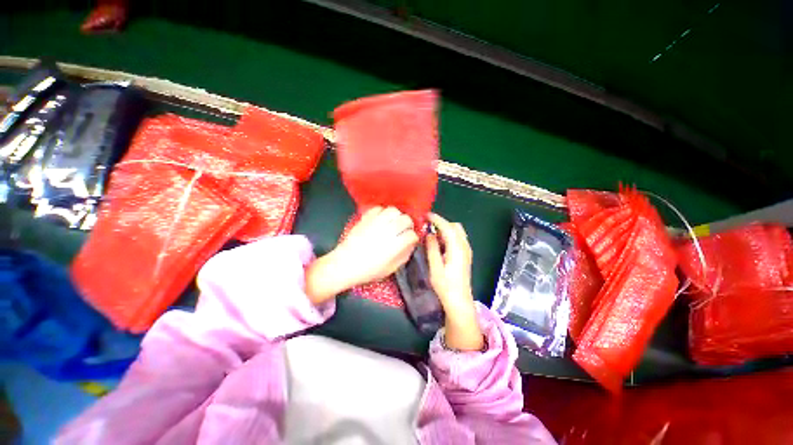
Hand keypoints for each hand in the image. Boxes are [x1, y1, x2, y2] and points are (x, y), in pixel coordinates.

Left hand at [305, 206, 418, 303]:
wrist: (345, 264)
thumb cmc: (369, 270)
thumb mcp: (391, 269)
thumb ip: (404, 255)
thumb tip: (411, 244)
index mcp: (395, 245)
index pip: (412, 235)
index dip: (413, 238)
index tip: (410, 241)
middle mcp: (387, 231)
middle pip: (406, 219)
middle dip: (408, 224)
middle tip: (404, 230)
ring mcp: (376, 223)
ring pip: (393, 210)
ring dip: (397, 216)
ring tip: (394, 222)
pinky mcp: (366, 218)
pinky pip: (378, 208)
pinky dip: (382, 212)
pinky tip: (381, 219)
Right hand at [426, 213, 483, 350]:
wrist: (459, 301)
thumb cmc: (445, 286)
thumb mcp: (435, 267)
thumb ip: (432, 248)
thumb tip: (429, 234)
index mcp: (457, 248)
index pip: (448, 227)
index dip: (437, 219)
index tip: (426, 215)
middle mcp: (464, 247)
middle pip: (455, 227)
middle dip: (442, 223)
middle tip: (428, 225)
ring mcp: (466, 251)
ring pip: (457, 232)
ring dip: (445, 229)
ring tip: (432, 233)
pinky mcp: (465, 255)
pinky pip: (458, 239)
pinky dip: (449, 236)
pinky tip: (440, 243)